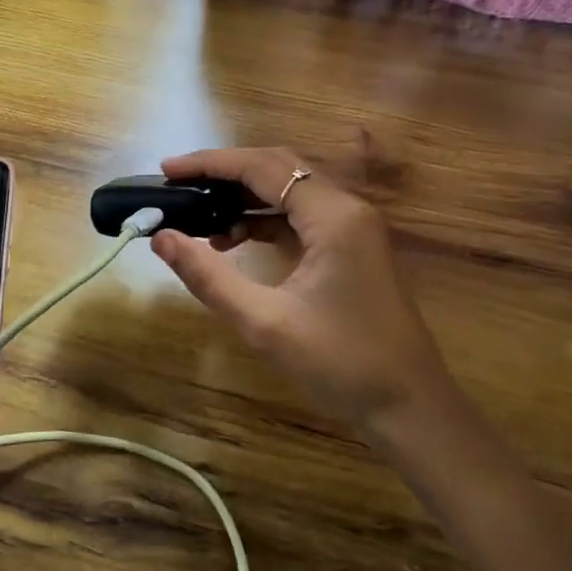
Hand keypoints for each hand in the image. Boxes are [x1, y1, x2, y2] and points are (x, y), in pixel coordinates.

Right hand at [151, 147, 443, 428]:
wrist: (409, 406)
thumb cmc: (341, 363)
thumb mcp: (265, 322)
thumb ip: (210, 276)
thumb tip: (161, 238)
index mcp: (333, 215)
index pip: (263, 167)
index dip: (211, 164)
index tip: (166, 169)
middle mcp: (347, 208)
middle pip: (278, 168)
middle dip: (225, 173)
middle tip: (177, 185)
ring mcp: (354, 226)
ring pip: (289, 190)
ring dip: (244, 197)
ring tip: (198, 216)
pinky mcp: (352, 246)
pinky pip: (301, 215)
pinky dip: (264, 220)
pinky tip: (234, 239)